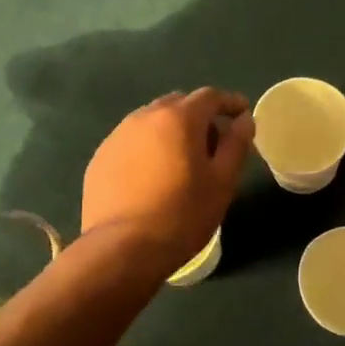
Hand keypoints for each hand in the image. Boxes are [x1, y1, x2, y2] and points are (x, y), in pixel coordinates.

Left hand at [82, 89, 254, 271]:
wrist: (123, 249)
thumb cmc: (183, 214)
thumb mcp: (223, 181)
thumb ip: (236, 144)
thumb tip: (244, 119)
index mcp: (179, 118)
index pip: (210, 96)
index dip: (230, 102)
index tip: (243, 114)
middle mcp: (144, 117)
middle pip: (179, 104)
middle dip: (200, 117)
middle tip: (214, 145)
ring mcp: (117, 136)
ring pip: (152, 121)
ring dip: (172, 132)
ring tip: (182, 162)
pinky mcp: (100, 158)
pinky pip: (132, 142)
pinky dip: (149, 148)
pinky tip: (154, 177)